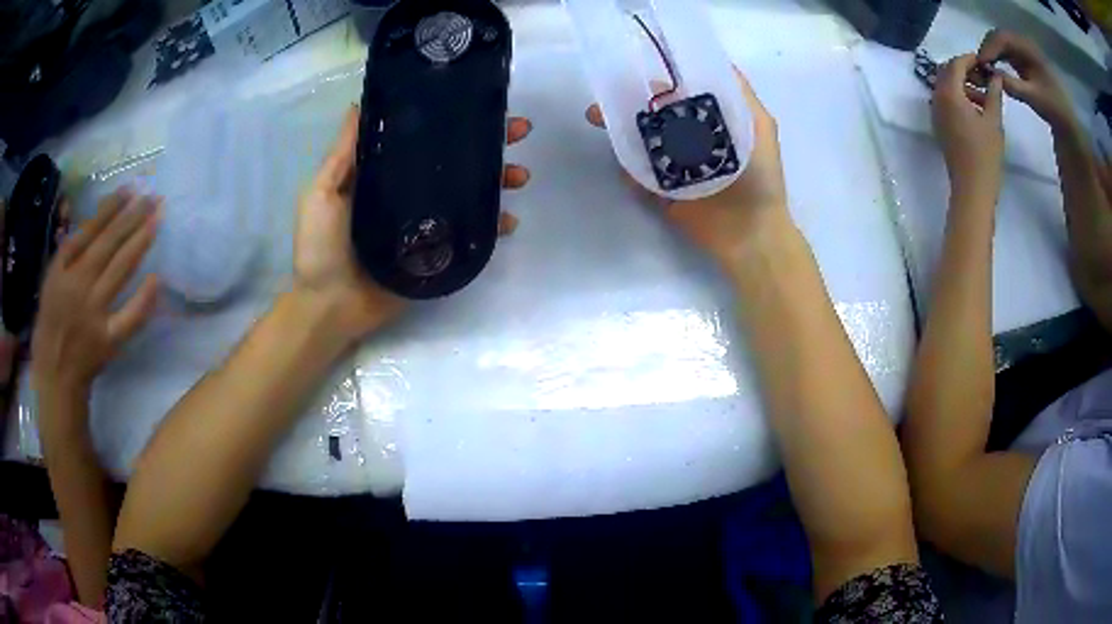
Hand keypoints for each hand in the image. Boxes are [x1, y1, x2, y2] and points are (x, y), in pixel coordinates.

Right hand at [31, 189, 158, 394]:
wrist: (54, 377)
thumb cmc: (49, 325)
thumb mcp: (50, 281)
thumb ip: (68, 253)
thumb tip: (95, 222)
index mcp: (63, 271)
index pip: (90, 231)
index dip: (111, 208)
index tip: (130, 189)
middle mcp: (79, 286)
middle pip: (109, 244)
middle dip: (133, 216)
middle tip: (154, 196)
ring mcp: (95, 314)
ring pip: (121, 270)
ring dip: (141, 242)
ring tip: (158, 219)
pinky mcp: (108, 340)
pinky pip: (129, 317)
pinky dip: (143, 299)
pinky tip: (157, 278)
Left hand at [294, 107, 532, 340]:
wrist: (329, 308)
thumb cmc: (320, 247)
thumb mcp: (322, 192)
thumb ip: (342, 154)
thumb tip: (361, 103)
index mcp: (384, 174)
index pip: (424, 139)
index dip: (451, 120)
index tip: (479, 103)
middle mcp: (409, 193)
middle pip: (454, 162)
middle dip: (489, 145)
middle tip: (519, 132)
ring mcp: (426, 224)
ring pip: (469, 194)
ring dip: (499, 180)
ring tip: (520, 174)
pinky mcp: (436, 254)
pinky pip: (470, 235)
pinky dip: (492, 226)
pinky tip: (509, 219)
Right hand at [586, 70, 792, 269]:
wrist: (751, 235)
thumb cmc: (761, 178)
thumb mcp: (760, 126)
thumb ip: (741, 94)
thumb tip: (713, 61)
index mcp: (711, 121)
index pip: (681, 93)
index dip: (658, 79)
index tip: (634, 67)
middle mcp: (692, 139)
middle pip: (655, 115)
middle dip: (630, 104)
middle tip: (606, 98)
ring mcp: (676, 165)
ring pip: (642, 141)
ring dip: (621, 131)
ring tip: (599, 118)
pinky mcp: (664, 190)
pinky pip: (639, 174)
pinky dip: (628, 168)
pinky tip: (620, 157)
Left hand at [932, 54, 1004, 196]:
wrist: (972, 189)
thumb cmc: (986, 155)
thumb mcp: (993, 120)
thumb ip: (994, 94)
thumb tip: (996, 75)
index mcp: (948, 92)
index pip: (955, 64)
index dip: (970, 59)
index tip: (984, 62)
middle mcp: (936, 97)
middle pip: (947, 72)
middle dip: (966, 71)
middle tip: (985, 78)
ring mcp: (935, 111)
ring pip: (946, 86)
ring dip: (963, 85)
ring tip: (985, 97)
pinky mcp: (939, 124)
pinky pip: (946, 101)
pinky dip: (959, 97)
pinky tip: (977, 109)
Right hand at [978, 29, 1073, 130]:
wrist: (1066, 120)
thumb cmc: (1053, 109)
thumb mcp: (1033, 98)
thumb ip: (1012, 85)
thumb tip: (990, 75)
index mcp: (1028, 47)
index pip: (1003, 38)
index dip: (990, 47)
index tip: (980, 62)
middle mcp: (1023, 42)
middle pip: (1000, 37)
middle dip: (988, 49)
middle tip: (980, 65)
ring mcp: (1023, 50)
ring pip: (1001, 44)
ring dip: (992, 53)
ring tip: (985, 68)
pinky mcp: (1023, 58)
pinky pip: (1006, 52)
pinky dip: (997, 58)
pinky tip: (994, 69)